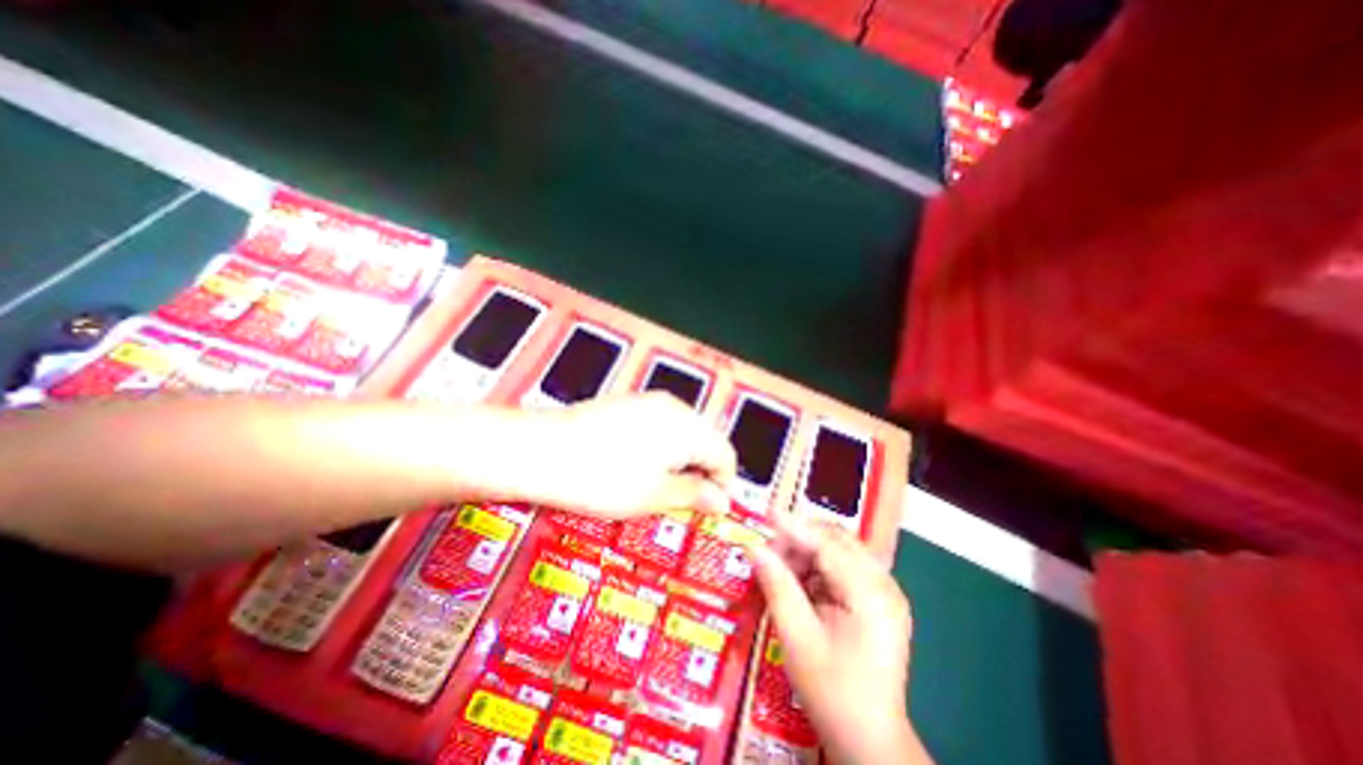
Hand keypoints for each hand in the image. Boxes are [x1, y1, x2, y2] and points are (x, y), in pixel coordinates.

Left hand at [523, 394, 733, 518]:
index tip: (708, 510)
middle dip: (700, 472)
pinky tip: (636, 465)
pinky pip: (660, 426)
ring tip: (656, 487)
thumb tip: (724, 501)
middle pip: (705, 441)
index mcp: (688, 427)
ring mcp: (650, 402)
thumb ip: (695, 495)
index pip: (725, 455)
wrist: (542, 449)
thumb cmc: (602, 478)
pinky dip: (660, 448)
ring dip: (680, 461)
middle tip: (680, 502)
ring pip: (682, 434)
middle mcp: (675, 407)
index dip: (723, 485)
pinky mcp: (629, 403)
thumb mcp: (653, 495)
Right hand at [751, 513, 932, 763]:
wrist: (870, 743)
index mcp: (871, 596)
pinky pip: (843, 566)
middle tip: (768, 545)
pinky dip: (817, 566)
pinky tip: (798, 578)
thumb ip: (777, 587)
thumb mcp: (797, 639)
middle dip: (800, 537)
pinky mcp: (877, 599)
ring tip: (779, 564)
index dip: (795, 527)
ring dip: (807, 551)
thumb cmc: (832, 693)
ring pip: (840, 550)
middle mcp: (884, 586)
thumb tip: (754, 548)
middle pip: (838, 541)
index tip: (765, 513)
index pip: (829, 545)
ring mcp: (884, 592)